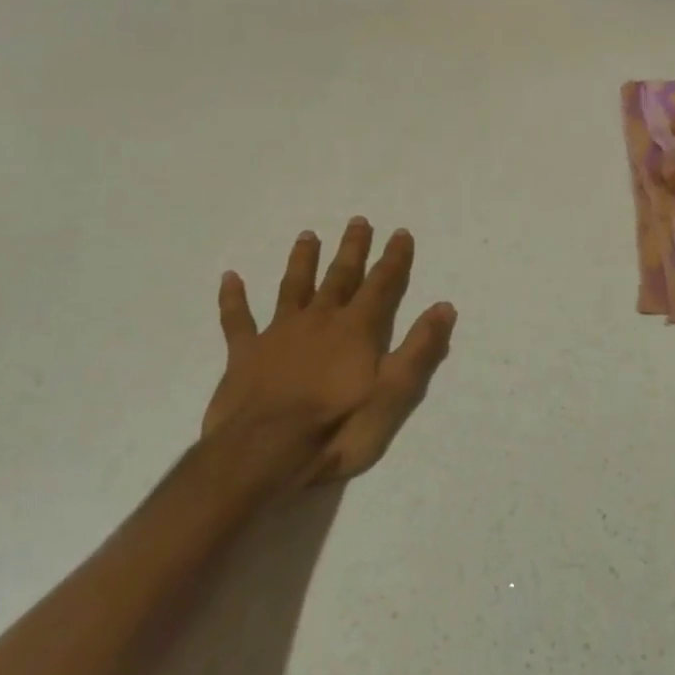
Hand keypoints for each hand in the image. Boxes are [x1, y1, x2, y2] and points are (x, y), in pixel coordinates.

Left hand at [207, 218, 455, 481]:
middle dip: (352, 249)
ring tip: (308, 235)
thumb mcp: (393, 394)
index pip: (382, 284)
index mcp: (357, 328)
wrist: (262, 454)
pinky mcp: (244, 354)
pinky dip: (234, 298)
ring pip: (293, 287)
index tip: (401, 232)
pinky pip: (237, 320)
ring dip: (302, 260)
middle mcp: (320, 319)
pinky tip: (230, 277)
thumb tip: (444, 306)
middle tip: (358, 220)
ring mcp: (279, 334)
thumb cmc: (336, 428)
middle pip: (340, 276)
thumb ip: (420, 349)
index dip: (394, 258)